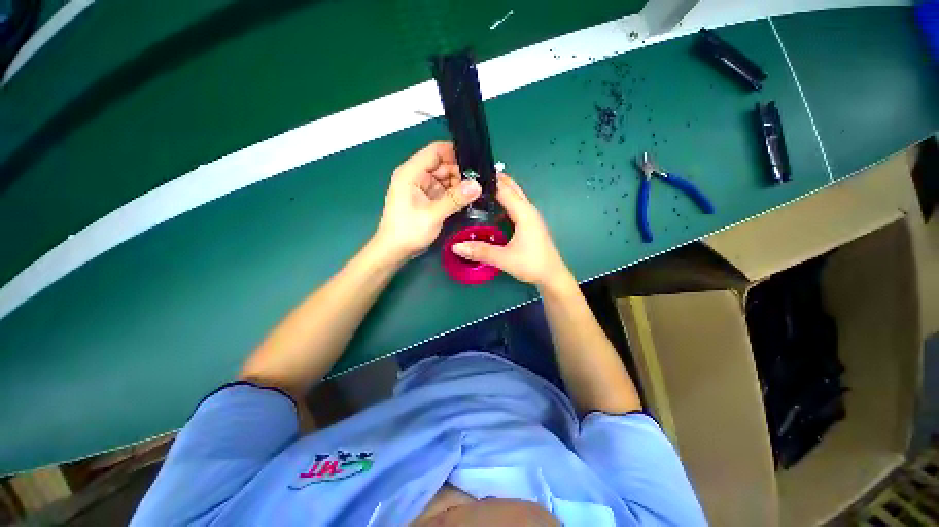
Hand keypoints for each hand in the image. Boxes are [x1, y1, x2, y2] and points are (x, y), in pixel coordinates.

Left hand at [373, 142, 481, 262]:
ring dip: (461, 183)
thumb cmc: (408, 231)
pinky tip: (470, 197)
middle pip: (443, 164)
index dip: (456, 152)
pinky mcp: (428, 199)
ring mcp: (423, 188)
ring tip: (480, 188)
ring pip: (446, 178)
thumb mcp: (433, 214)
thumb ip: (455, 199)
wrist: (394, 251)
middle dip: (462, 171)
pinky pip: (445, 191)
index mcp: (411, 172)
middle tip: (482, 179)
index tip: (476, 161)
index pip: (436, 151)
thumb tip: (478, 185)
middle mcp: (417, 176)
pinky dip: (456, 194)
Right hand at [452, 174, 572, 290]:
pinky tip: (494, 207)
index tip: (471, 175)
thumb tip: (455, 246)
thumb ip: (480, 251)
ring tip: (481, 188)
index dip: (489, 182)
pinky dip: (505, 200)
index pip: (504, 190)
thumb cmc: (531, 264)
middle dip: (496, 180)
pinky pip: (516, 205)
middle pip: (512, 188)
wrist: (552, 276)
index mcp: (524, 213)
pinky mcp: (530, 223)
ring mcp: (531, 216)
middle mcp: (529, 210)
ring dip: (501, 190)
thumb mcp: (504, 258)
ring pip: (515, 196)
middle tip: (474, 178)